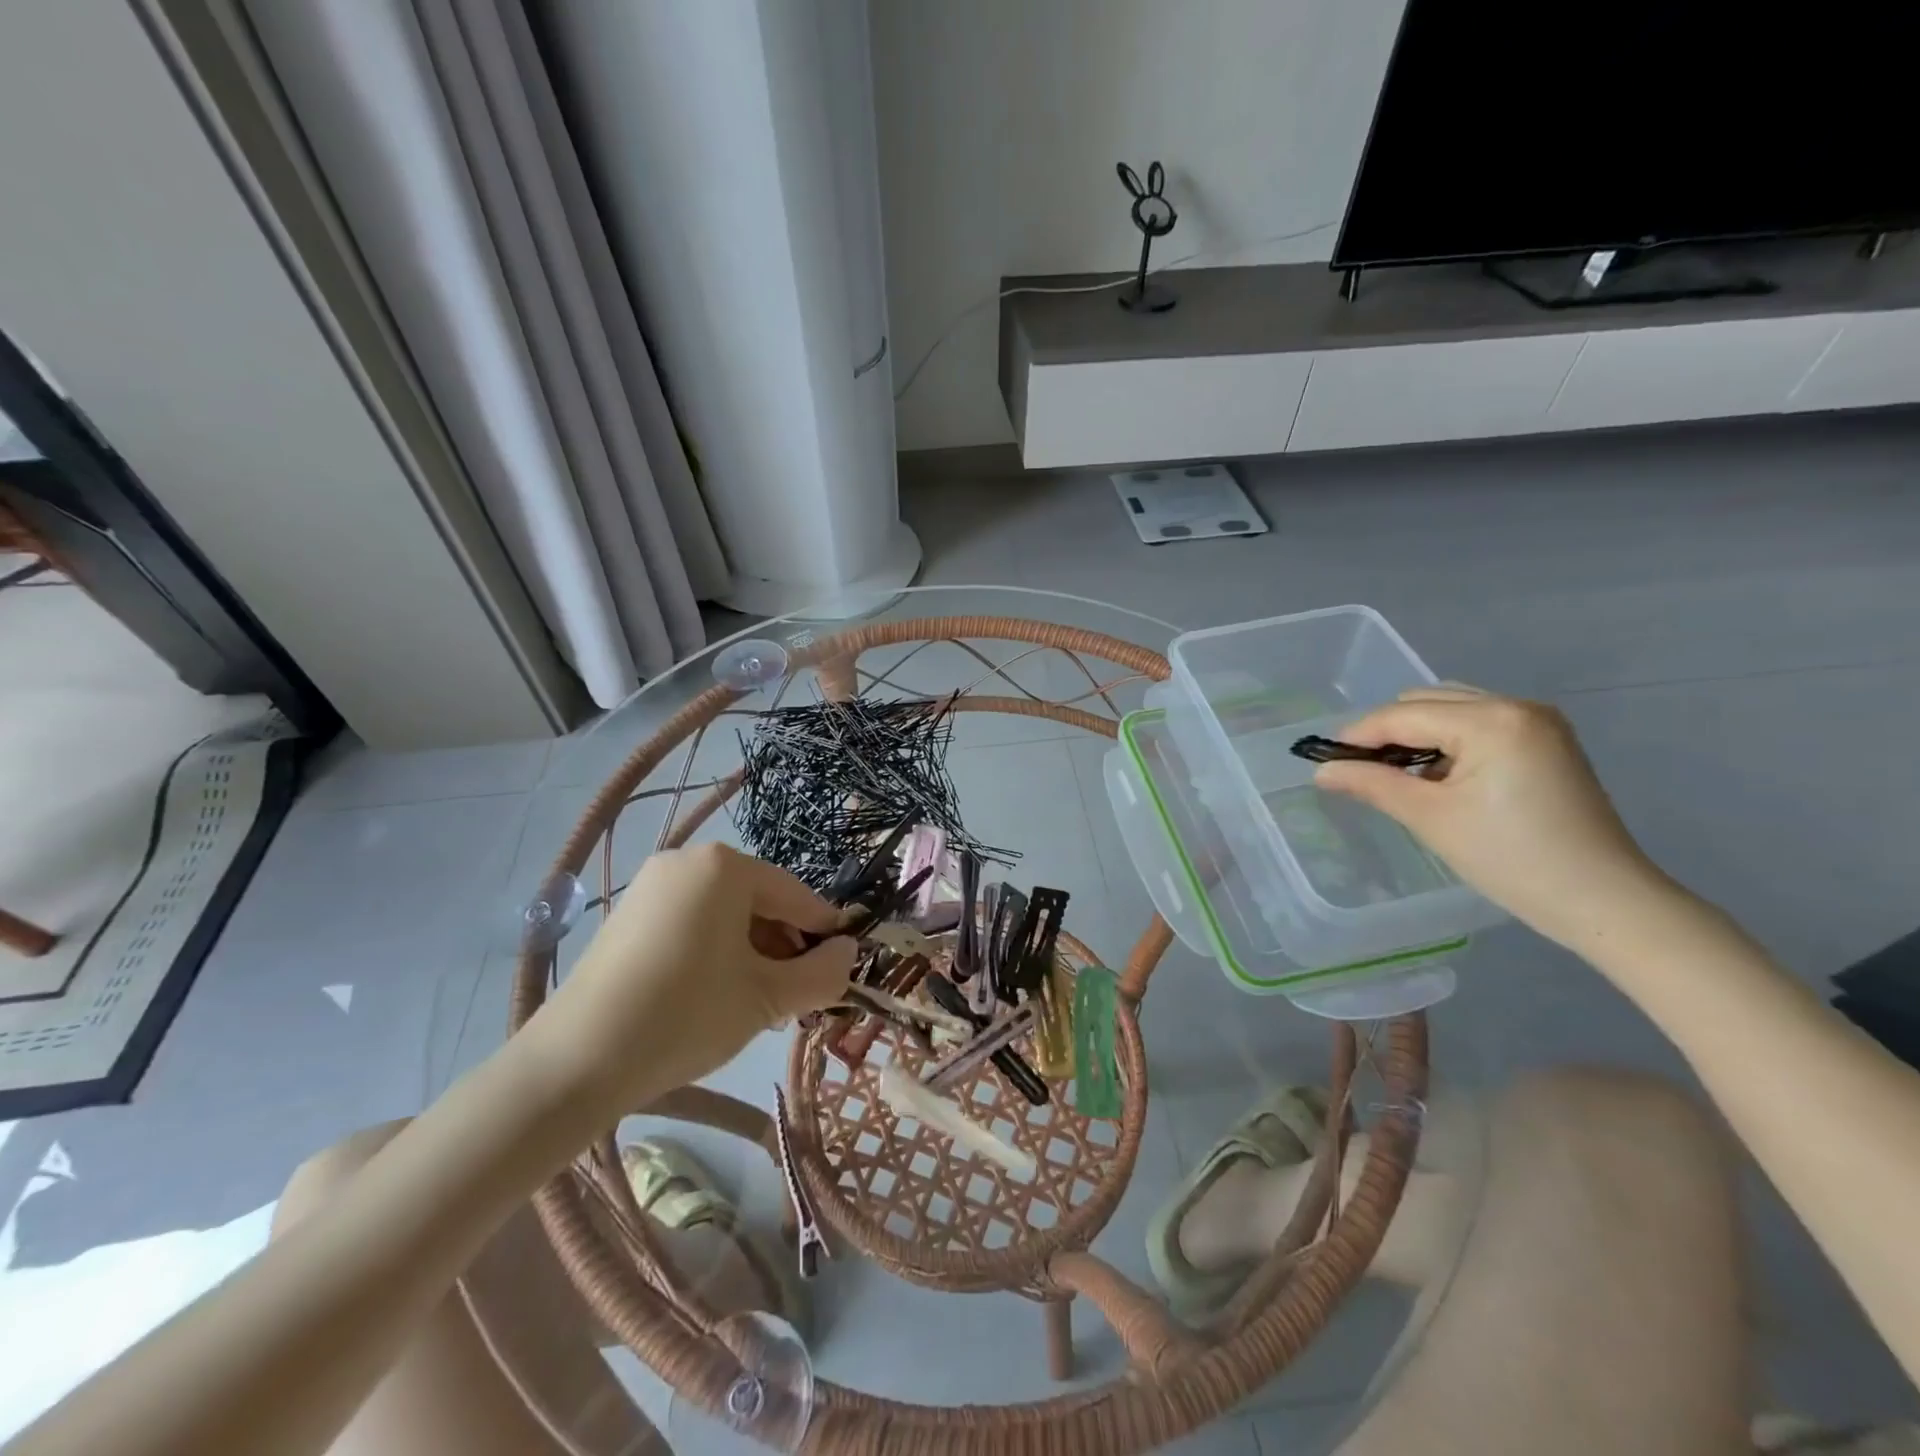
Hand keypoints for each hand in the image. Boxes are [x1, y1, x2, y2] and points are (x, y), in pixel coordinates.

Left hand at [521, 844, 855, 1124]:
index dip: (824, 932)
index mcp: (725, 866)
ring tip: (759, 1002)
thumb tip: (850, 953)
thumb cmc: (685, 1016)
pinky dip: (716, 951)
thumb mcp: (767, 998)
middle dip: (784, 947)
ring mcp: (652, 885)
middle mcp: (687, 860)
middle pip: (759, 901)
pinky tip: (717, 994)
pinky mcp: (628, 913)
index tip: (843, 966)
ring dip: (752, 953)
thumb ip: (821, 974)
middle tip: (796, 997)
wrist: (574, 1063)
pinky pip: (692, 922)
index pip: (795, 895)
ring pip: (725, 914)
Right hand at [1312, 686, 1669, 947]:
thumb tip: (1322, 771)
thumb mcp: (1430, 819)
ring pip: (1452, 709)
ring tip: (1396, 775)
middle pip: (1427, 701)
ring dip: (1418, 734)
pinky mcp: (1547, 741)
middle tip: (1360, 771)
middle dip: (1388, 732)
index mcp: (1492, 720)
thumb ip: (1372, 784)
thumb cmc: (1511, 860)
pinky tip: (1437, 776)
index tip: (1324, 759)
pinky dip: (1448, 741)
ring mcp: (1538, 722)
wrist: (1604, 901)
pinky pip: (1479, 724)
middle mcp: (1517, 706)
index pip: (1404, 714)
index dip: (1358, 735)